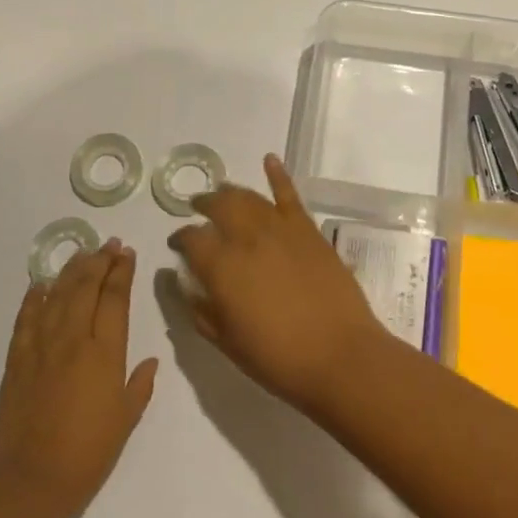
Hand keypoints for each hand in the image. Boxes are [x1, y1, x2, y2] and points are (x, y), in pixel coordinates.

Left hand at [0, 239, 158, 517]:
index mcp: (105, 353)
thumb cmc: (89, 453)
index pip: (115, 299)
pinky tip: (42, 283)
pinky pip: (26, 318)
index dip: (122, 272)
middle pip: (86, 288)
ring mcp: (41, 347)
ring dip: (71, 270)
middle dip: (99, 261)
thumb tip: (150, 360)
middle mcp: (73, 340)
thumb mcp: (126, 419)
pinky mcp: (17, 359)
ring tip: (83, 253)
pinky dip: (35, 297)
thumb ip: (139, 385)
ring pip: (57, 295)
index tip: (127, 253)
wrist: (33, 480)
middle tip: (109, 244)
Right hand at [167, 155, 388, 410]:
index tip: (177, 245)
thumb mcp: (226, 341)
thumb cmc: (277, 357)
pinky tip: (269, 160)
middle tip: (197, 210)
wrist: (340, 355)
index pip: (190, 239)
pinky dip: (278, 174)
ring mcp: (280, 229)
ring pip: (248, 197)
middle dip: (203, 205)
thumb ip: (199, 308)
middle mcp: (247, 238)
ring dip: (231, 192)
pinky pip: (290, 195)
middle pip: (218, 206)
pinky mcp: (308, 230)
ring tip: (222, 194)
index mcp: (221, 266)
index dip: (180, 239)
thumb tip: (181, 283)